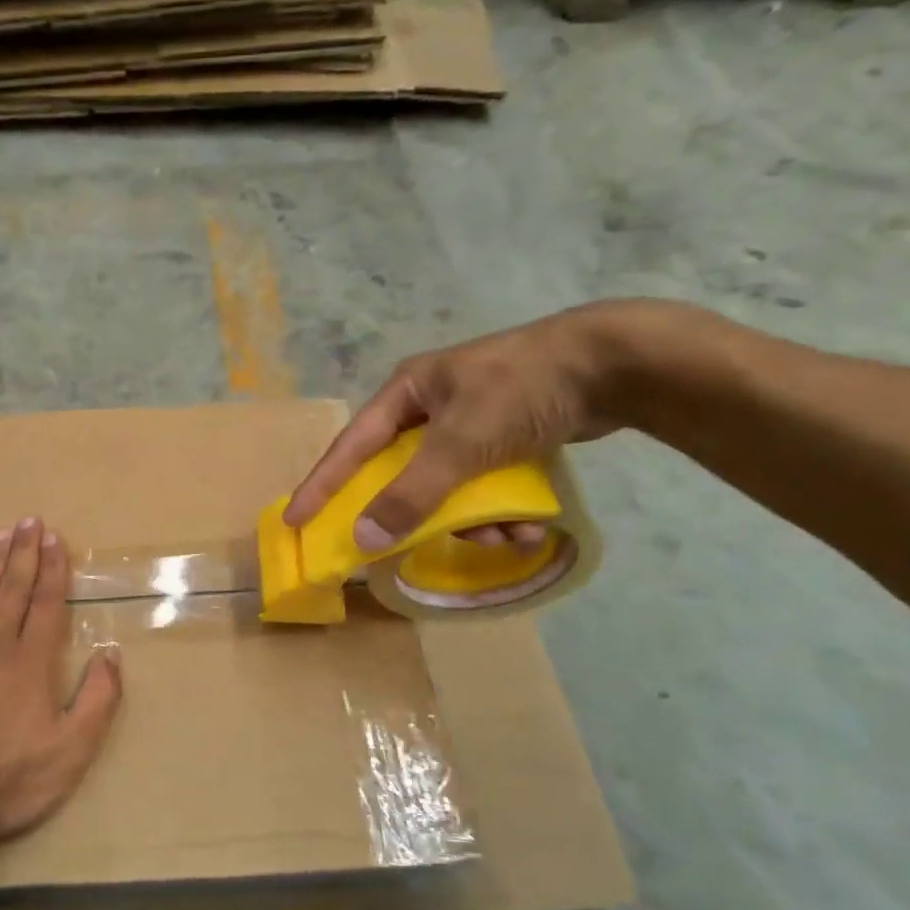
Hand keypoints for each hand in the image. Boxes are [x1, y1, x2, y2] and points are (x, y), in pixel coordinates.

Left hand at [0, 518, 123, 845]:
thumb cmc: (2, 777)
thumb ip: (96, 701)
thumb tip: (110, 655)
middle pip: (12, 589)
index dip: (53, 569)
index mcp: (32, 662)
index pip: (47, 604)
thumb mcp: (69, 752)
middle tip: (28, 520)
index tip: (54, 538)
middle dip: (23, 553)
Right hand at [284, 301, 656, 551]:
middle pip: (401, 473)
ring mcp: (470, 421)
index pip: (351, 446)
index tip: (295, 520)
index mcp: (407, 393)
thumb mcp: (459, 444)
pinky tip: (528, 527)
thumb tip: (363, 537)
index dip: (322, 485)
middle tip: (406, 544)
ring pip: (448, 486)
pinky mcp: (505, 436)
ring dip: (472, 519)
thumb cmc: (521, 392)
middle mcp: (431, 405)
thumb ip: (410, 494)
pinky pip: (484, 484)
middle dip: (418, 513)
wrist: (615, 365)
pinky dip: (500, 509)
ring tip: (505, 536)